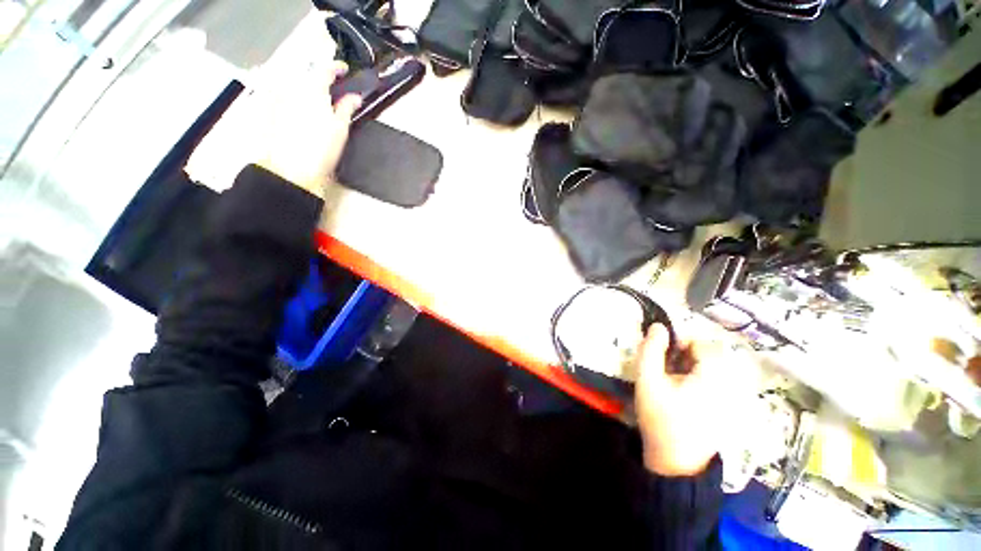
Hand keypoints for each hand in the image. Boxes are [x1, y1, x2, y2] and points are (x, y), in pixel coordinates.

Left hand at [256, 60, 361, 197]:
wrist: (291, 170)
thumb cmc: (321, 149)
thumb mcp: (340, 129)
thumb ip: (347, 108)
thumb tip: (355, 97)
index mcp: (312, 90)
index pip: (325, 69)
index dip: (337, 68)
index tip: (345, 70)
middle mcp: (293, 88)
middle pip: (309, 76)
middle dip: (322, 79)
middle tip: (335, 89)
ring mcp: (280, 99)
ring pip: (297, 86)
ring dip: (310, 89)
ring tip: (321, 101)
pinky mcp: (273, 112)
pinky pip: (288, 96)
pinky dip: (299, 98)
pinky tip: (306, 111)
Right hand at [635, 325, 737, 476]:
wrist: (676, 463)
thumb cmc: (661, 419)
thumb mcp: (648, 380)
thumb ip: (651, 349)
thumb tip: (658, 326)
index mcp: (714, 376)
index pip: (702, 342)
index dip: (679, 343)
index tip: (662, 355)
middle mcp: (730, 384)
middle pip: (709, 355)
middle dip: (684, 356)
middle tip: (665, 369)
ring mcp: (733, 399)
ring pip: (712, 368)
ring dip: (690, 367)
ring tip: (672, 381)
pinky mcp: (730, 410)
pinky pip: (716, 382)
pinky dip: (698, 380)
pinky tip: (683, 394)